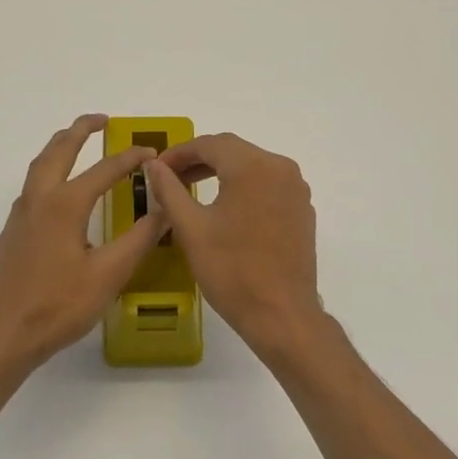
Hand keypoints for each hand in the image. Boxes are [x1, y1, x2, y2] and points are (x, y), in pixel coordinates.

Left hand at [0, 114, 169, 370]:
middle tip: (102, 120)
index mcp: (64, 205)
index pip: (103, 170)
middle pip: (58, 151)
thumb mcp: (109, 274)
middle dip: (80, 131)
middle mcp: (38, 200)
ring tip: (77, 141)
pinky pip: (32, 186)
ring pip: (39, 166)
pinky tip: (59, 190)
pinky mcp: (12, 233)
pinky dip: (49, 170)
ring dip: (60, 147)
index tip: (152, 153)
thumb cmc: (59, 305)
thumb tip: (164, 207)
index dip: (130, 159)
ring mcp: (20, 216)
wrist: (4, 335)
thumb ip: (139, 238)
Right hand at [142, 133, 326, 357]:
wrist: (281, 314)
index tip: (156, 169)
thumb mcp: (191, 228)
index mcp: (253, 167)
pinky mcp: (302, 210)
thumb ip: (169, 190)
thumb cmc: (231, 270)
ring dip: (221, 172)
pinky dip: (243, 187)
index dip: (179, 153)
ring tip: (192, 189)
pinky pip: (268, 185)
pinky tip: (226, 208)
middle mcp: (280, 168)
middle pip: (233, 151)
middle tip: (170, 178)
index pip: (210, 144)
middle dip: (199, 160)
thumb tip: (154, 166)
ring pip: (252, 166)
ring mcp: (296, 189)